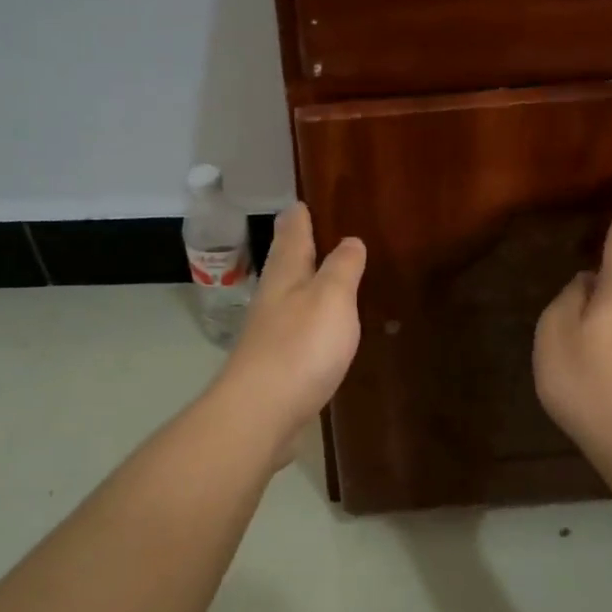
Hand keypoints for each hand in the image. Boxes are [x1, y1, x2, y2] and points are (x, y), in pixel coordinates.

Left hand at [214, 202, 365, 459]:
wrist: (262, 412)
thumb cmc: (300, 347)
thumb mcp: (331, 297)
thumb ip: (342, 268)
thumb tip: (349, 240)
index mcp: (286, 273)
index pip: (292, 231)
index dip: (301, 214)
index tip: (306, 199)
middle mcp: (274, 297)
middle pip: (286, 262)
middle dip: (301, 245)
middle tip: (321, 229)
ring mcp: (272, 332)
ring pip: (291, 296)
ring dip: (308, 282)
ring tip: (330, 273)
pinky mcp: (277, 364)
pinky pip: (298, 329)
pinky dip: (311, 319)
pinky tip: (324, 327)